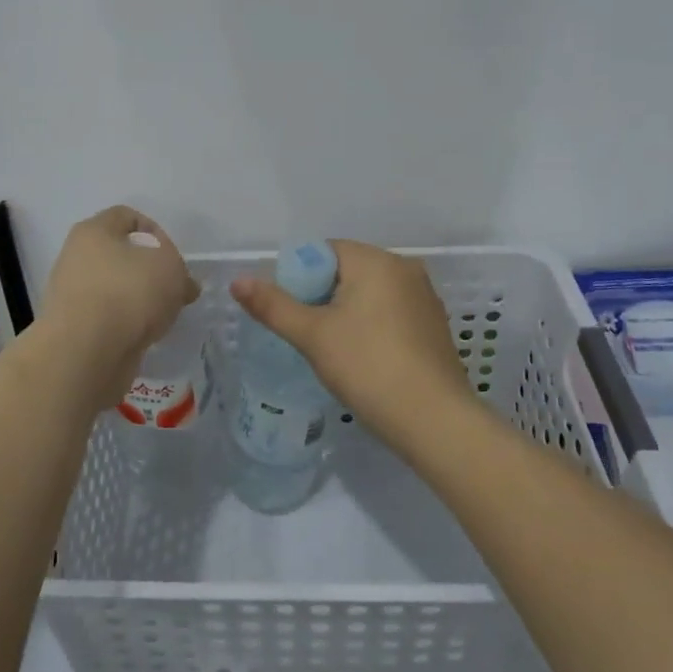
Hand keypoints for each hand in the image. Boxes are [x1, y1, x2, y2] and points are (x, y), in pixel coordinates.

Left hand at [41, 206, 198, 383]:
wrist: (86, 353)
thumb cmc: (129, 293)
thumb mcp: (170, 266)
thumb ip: (179, 269)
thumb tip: (182, 285)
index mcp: (93, 231)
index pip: (127, 216)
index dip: (155, 231)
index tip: (173, 257)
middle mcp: (76, 258)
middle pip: (121, 255)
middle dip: (151, 270)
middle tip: (175, 289)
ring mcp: (73, 295)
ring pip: (117, 288)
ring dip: (141, 300)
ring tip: (165, 316)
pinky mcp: (75, 328)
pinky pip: (110, 317)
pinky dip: (129, 324)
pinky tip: (146, 336)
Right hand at [230, 240, 473, 441]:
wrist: (434, 420)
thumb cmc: (368, 367)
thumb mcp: (312, 336)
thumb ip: (273, 306)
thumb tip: (238, 281)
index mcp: (377, 260)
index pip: (325, 251)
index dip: (299, 276)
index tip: (290, 311)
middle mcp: (405, 268)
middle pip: (347, 270)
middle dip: (321, 296)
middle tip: (306, 333)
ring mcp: (425, 297)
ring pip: (370, 293)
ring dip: (346, 312)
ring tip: (332, 349)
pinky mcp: (434, 326)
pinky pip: (391, 312)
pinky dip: (371, 326)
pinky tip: (363, 358)